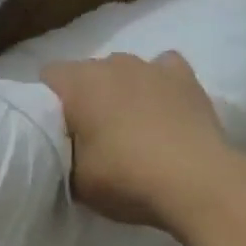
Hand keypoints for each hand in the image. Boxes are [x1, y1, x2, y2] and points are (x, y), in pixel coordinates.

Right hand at [41, 52, 232, 234]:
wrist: (197, 182)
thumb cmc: (127, 178)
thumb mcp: (77, 181)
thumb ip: (64, 155)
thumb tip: (67, 149)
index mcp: (78, 83)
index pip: (49, 75)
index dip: (48, 100)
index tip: (57, 129)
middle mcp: (111, 63)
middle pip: (88, 72)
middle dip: (87, 96)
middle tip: (93, 134)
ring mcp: (150, 66)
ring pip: (125, 69)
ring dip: (122, 90)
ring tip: (133, 125)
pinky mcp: (185, 76)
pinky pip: (164, 67)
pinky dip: (161, 83)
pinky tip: (165, 105)